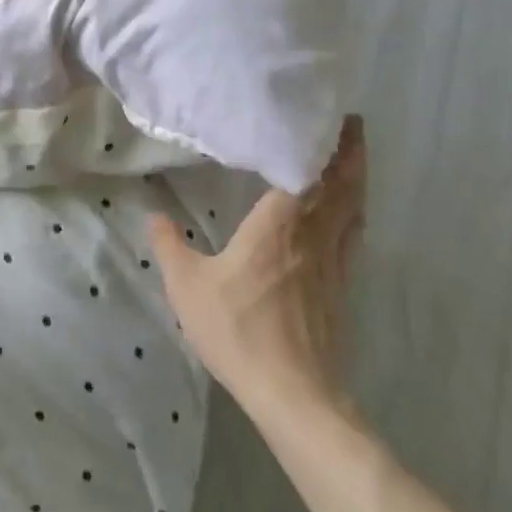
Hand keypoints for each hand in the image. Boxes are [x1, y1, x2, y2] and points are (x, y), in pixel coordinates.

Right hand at [147, 116, 365, 418]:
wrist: (293, 394)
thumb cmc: (237, 330)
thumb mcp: (187, 286)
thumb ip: (169, 246)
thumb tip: (155, 215)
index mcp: (278, 227)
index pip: (309, 174)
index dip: (324, 145)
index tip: (332, 118)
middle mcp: (313, 237)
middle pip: (343, 187)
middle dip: (351, 154)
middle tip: (351, 125)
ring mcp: (334, 265)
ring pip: (354, 211)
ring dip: (357, 181)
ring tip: (352, 160)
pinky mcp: (342, 290)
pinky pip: (352, 237)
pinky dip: (354, 214)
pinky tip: (346, 219)